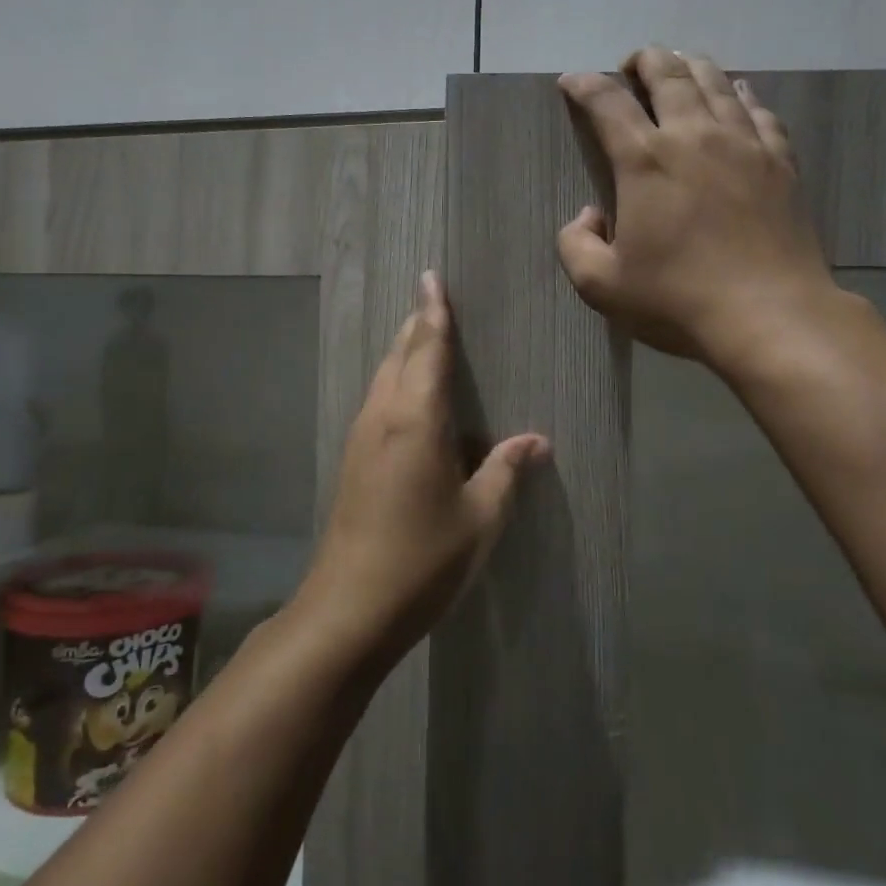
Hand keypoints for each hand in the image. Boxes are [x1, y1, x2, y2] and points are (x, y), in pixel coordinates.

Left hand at [294, 272, 547, 658]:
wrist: (349, 607)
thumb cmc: (423, 559)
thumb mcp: (480, 518)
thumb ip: (505, 472)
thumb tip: (535, 441)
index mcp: (416, 421)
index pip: (428, 351)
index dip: (434, 314)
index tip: (432, 278)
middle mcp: (382, 418)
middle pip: (399, 356)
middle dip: (416, 326)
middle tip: (432, 300)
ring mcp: (362, 439)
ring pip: (383, 378)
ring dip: (403, 353)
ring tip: (422, 338)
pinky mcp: (353, 462)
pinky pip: (377, 403)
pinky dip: (395, 383)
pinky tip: (408, 399)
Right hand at [557, 48, 841, 371]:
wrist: (770, 315)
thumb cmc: (678, 300)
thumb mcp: (601, 286)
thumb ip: (576, 245)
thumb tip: (589, 216)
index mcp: (645, 161)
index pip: (608, 103)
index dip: (585, 85)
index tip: (572, 81)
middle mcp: (694, 137)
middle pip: (668, 74)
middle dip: (644, 60)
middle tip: (631, 66)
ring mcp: (744, 144)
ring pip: (715, 82)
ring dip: (690, 67)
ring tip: (679, 67)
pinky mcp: (780, 161)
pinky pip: (759, 111)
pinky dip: (741, 94)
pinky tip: (738, 95)